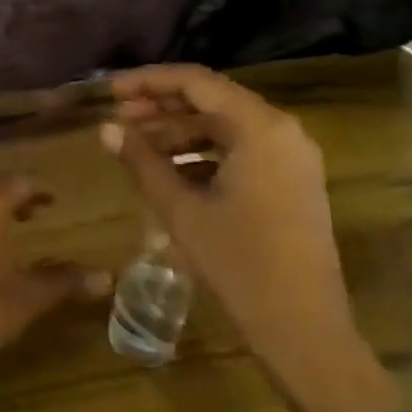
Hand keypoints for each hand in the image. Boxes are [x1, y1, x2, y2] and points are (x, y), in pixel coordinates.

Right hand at [102, 65, 373, 410]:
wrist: (306, 330)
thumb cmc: (240, 264)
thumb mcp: (182, 210)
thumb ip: (142, 162)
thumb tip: (105, 129)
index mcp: (259, 127)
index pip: (196, 82)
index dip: (149, 82)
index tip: (111, 92)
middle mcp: (282, 130)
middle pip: (212, 100)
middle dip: (161, 106)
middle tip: (117, 118)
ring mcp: (291, 157)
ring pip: (225, 126)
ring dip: (179, 132)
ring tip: (135, 145)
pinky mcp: (292, 181)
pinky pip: (241, 150)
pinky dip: (203, 153)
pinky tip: (169, 171)